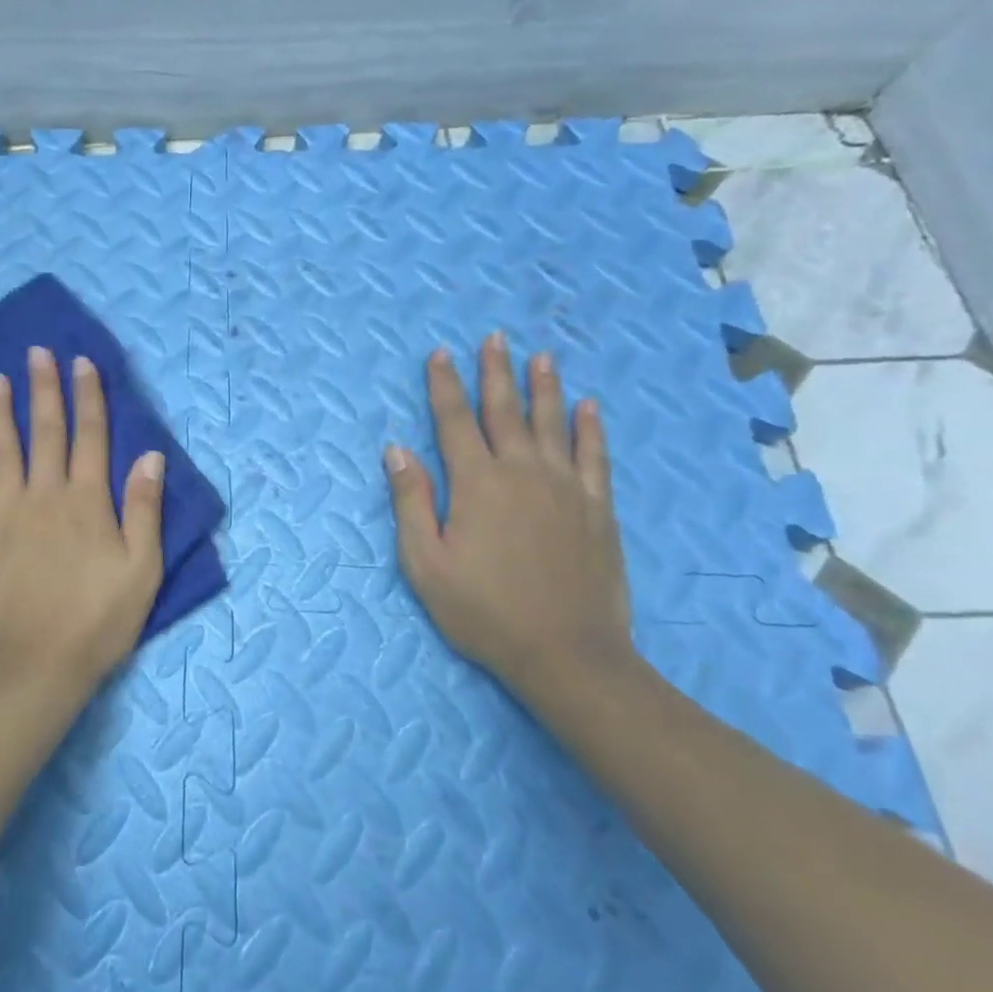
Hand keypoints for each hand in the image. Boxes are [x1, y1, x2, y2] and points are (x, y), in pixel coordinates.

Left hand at [0, 347, 165, 700]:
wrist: (33, 666)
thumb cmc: (97, 621)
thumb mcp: (142, 570)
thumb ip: (144, 509)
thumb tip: (150, 454)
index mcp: (86, 501)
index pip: (89, 435)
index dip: (88, 396)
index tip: (82, 362)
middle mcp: (43, 494)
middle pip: (44, 430)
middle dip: (42, 388)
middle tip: (36, 352)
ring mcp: (4, 512)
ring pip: (1, 448)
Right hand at [385, 334, 634, 699]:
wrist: (567, 653)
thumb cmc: (483, 610)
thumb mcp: (425, 563)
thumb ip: (411, 501)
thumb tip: (397, 450)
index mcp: (476, 483)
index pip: (454, 421)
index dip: (445, 385)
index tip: (440, 353)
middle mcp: (521, 472)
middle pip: (505, 411)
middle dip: (495, 372)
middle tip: (494, 337)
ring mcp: (565, 487)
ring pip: (552, 423)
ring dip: (544, 387)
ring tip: (540, 357)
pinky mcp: (596, 508)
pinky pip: (593, 456)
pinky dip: (590, 428)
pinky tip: (589, 407)